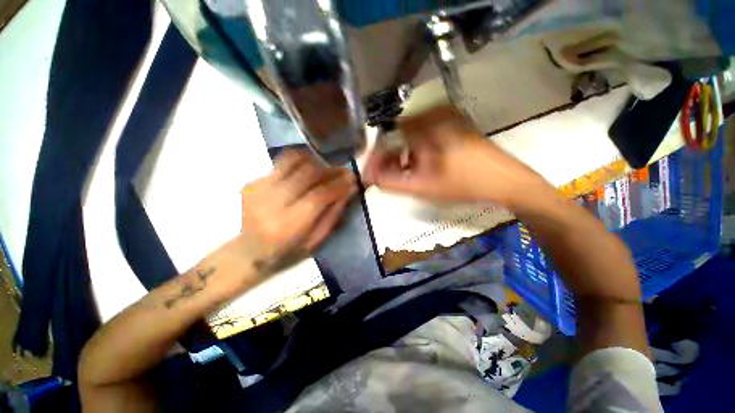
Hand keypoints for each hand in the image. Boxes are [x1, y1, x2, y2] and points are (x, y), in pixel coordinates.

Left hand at [232, 149, 355, 276]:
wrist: (248, 251)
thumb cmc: (288, 251)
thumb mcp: (316, 240)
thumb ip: (333, 213)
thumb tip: (350, 188)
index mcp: (289, 225)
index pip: (319, 195)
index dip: (338, 184)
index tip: (351, 177)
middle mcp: (271, 204)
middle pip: (306, 174)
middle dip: (329, 170)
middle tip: (341, 171)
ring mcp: (258, 189)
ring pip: (291, 161)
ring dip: (313, 161)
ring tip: (323, 168)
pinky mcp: (251, 182)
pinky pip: (280, 164)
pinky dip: (298, 165)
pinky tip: (303, 175)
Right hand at [363, 106, 549, 206]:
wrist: (505, 181)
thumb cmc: (464, 184)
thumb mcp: (424, 187)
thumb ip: (392, 182)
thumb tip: (369, 177)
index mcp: (426, 126)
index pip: (388, 136)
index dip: (378, 155)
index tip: (374, 171)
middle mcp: (434, 114)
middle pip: (399, 134)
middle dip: (390, 156)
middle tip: (388, 175)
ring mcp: (447, 117)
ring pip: (412, 134)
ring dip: (404, 154)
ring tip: (404, 173)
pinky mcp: (455, 123)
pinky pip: (426, 134)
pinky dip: (418, 149)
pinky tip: (421, 165)